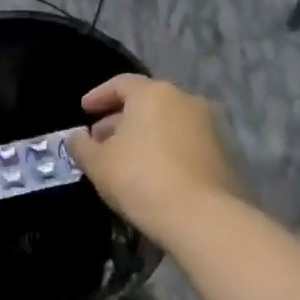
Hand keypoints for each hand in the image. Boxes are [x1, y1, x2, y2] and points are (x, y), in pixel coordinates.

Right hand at [66, 75, 239, 244]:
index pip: (121, 83)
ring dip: (143, 135)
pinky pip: (183, 142)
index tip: (84, 110)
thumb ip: (81, 146)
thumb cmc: (139, 178)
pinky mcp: (222, 152)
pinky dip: (164, 149)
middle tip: (99, 140)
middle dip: (120, 118)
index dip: (98, 96)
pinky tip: (150, 172)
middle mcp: (185, 100)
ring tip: (123, 159)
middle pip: (146, 102)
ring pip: (166, 122)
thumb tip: (76, 138)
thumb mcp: (97, 163)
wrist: (200, 216)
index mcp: (153, 94)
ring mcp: (209, 126)